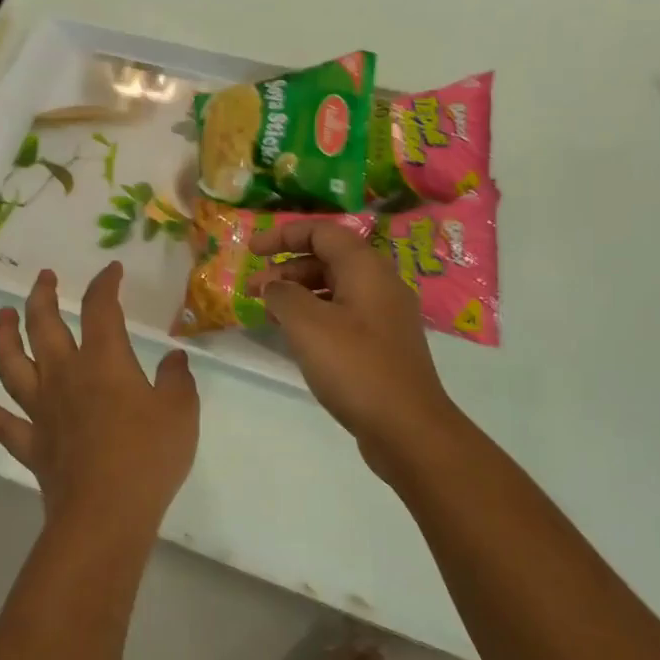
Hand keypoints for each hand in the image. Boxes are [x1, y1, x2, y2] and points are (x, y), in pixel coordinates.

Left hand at [0, 263, 199, 542]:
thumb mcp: (181, 412)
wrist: (106, 513)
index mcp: (104, 362)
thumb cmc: (148, 456)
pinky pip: (0, 422)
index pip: (100, 309)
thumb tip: (174, 358)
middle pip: (43, 326)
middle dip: (42, 297)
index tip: (111, 271)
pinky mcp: (30, 444)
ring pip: (11, 365)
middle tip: (44, 279)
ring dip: (3, 337)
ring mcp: (41, 409)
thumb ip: (177, 379)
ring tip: (1, 318)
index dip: (105, 284)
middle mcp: (64, 376)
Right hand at [248, 222, 463, 480]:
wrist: (408, 428)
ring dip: (298, 294)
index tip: (251, 251)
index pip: (322, 232)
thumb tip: (273, 285)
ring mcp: (384, 316)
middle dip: (286, 268)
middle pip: (328, 258)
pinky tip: (295, 338)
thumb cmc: (356, 367)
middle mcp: (380, 284)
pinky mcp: (382, 345)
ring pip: (334, 289)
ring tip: (268, 314)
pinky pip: (342, 315)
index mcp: (366, 268)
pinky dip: (314, 317)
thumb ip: (283, 295)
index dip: (283, 234)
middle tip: (253, 290)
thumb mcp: (308, 325)